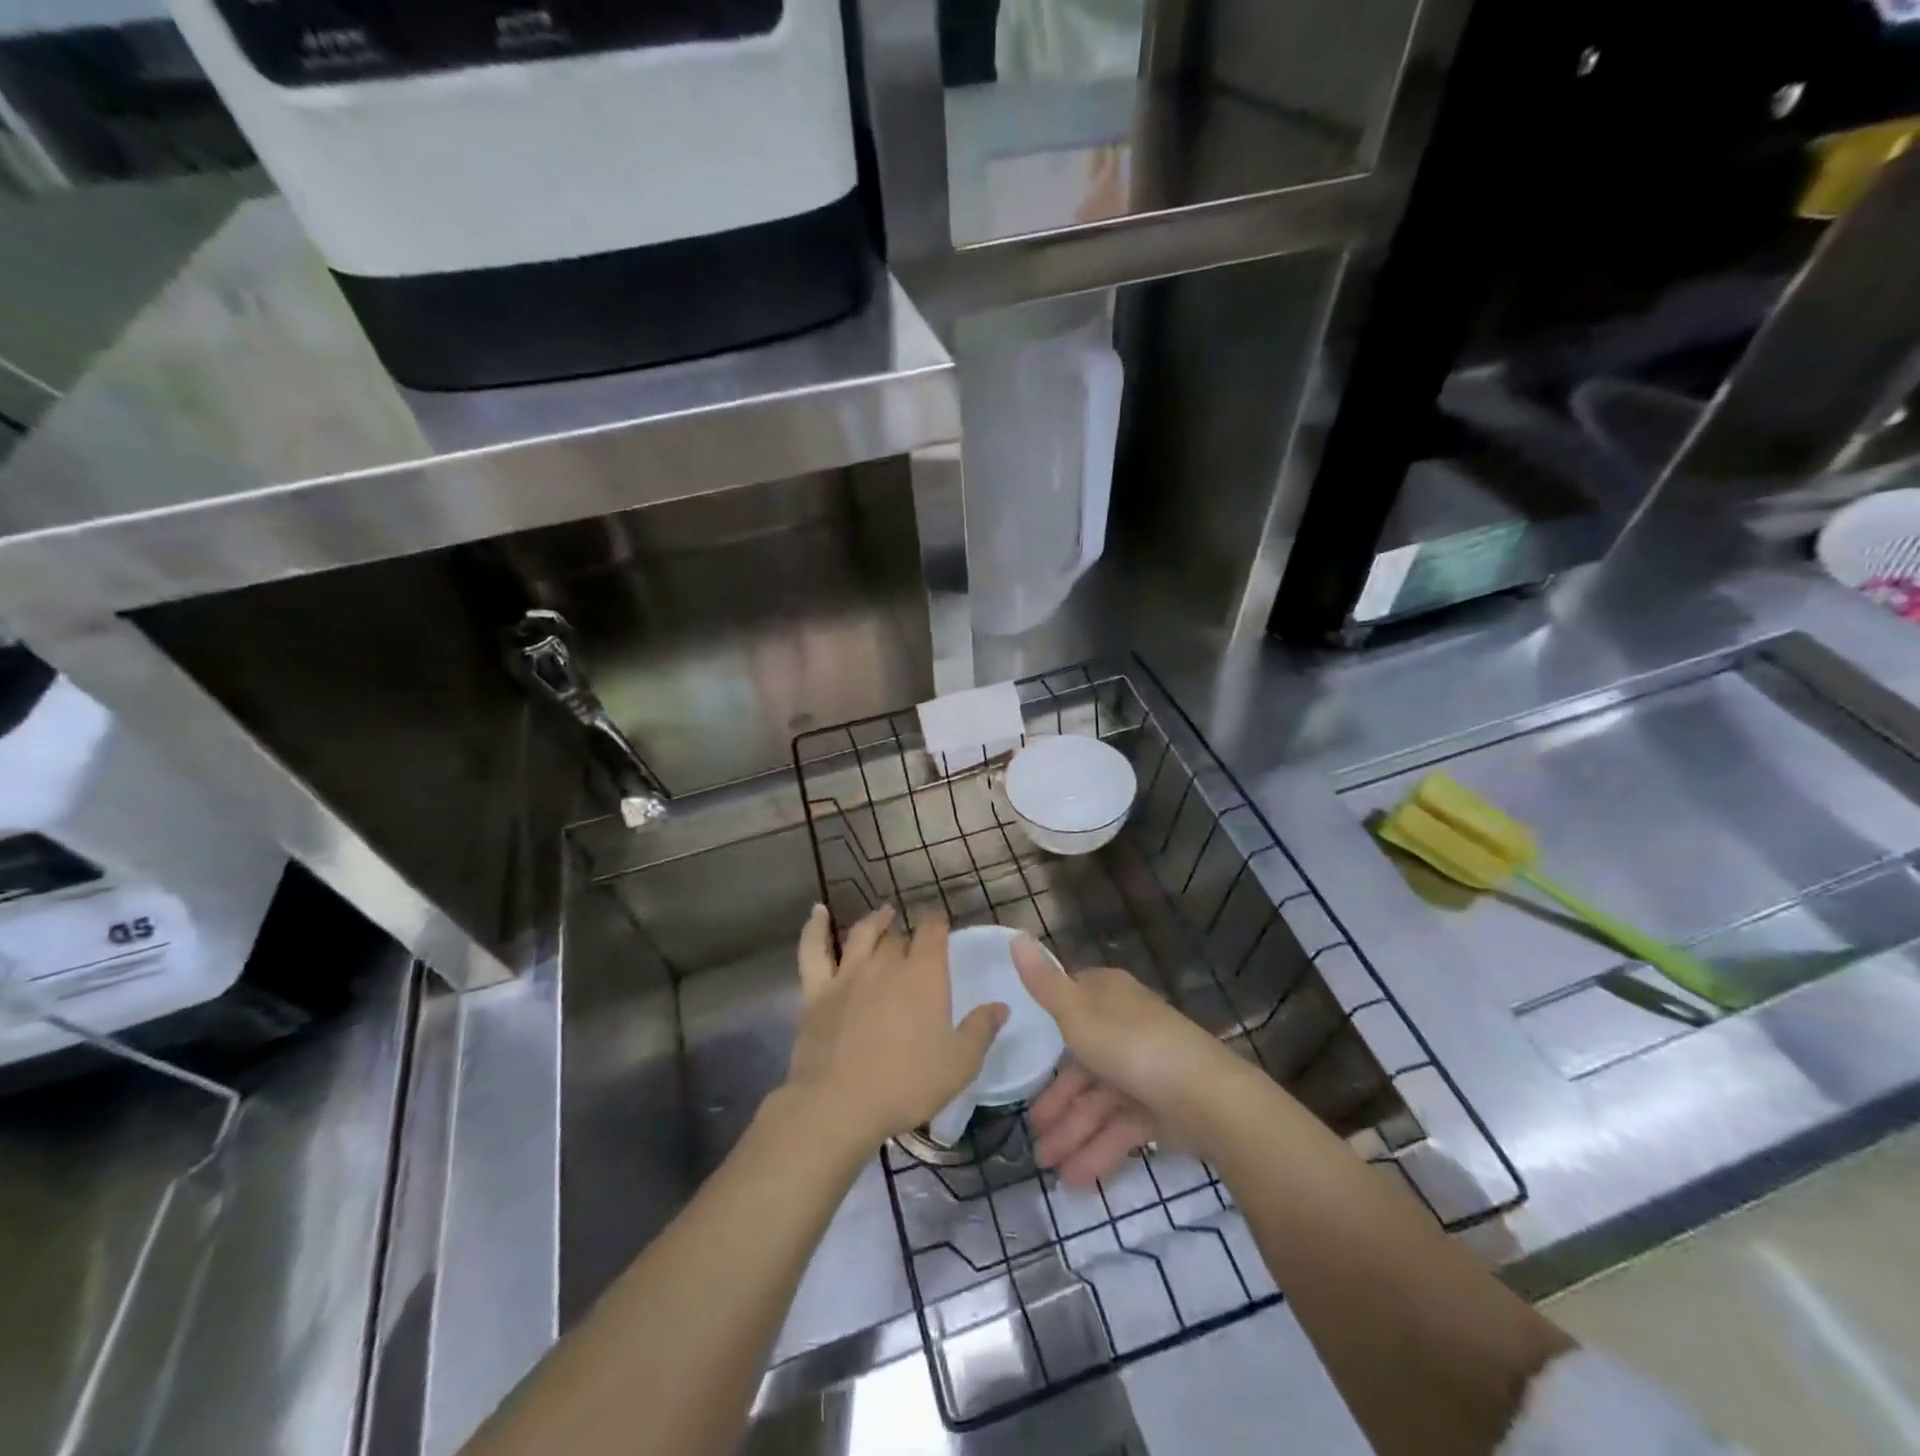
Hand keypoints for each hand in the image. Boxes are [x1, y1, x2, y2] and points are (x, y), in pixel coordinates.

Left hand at [785, 905, 1006, 1153]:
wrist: (838, 1104)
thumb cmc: (906, 1084)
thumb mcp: (959, 1064)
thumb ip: (981, 1030)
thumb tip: (1001, 1005)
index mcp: (924, 975)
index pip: (933, 932)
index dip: (938, 924)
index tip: (942, 925)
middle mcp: (886, 964)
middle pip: (899, 938)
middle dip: (909, 936)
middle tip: (916, 941)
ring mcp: (848, 975)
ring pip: (862, 935)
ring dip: (875, 921)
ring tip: (883, 913)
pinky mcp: (817, 992)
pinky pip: (813, 951)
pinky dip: (815, 928)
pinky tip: (818, 912)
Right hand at [1014, 937, 1241, 1183]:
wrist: (1205, 1098)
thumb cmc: (1131, 1046)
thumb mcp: (1076, 1013)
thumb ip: (1043, 984)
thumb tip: (1016, 936)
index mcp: (1109, 997)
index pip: (1071, 1004)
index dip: (1047, 1032)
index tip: (1024, 1058)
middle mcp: (1126, 1027)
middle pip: (1083, 1062)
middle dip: (1057, 1101)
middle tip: (1032, 1134)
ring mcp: (1144, 1069)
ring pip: (1099, 1101)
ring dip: (1073, 1132)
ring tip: (1048, 1167)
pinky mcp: (1160, 1108)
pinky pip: (1120, 1127)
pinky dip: (1098, 1150)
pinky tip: (1075, 1179)